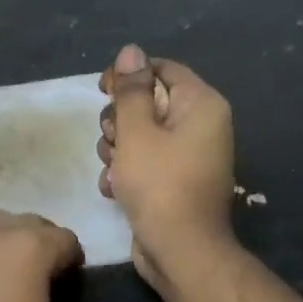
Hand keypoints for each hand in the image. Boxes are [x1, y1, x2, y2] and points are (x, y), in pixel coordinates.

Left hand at [0, 211, 82, 301]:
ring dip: (11, 243)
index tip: (73, 278)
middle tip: (49, 274)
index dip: (72, 257)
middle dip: (42, 241)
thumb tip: (48, 276)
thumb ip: (48, 283)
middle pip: (27, 222)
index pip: (62, 237)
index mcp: (27, 245)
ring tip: (18, 278)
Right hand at [97, 44, 236, 286]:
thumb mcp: (137, 132)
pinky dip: (126, 172)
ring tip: (114, 170)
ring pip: (140, 135)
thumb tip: (131, 52)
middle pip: (148, 103)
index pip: (161, 69)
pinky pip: (144, 162)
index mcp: (200, 105)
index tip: (102, 90)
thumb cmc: (159, 184)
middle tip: (114, 140)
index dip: (129, 75)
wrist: (180, 250)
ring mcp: (188, 156)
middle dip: (120, 121)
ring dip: (117, 149)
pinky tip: (115, 188)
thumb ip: (130, 91)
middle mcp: (200, 126)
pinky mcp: (174, 181)